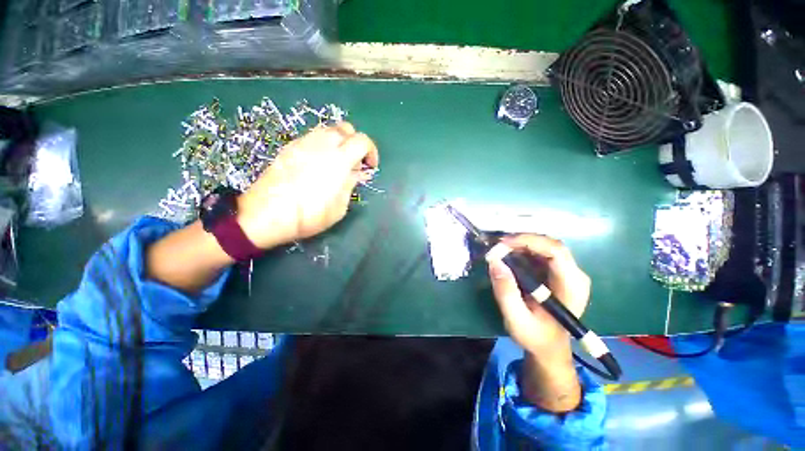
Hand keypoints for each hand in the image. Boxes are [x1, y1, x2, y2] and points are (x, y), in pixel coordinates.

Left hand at [236, 122, 378, 248]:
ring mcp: (304, 143)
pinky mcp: (290, 147)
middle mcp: (322, 144)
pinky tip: (318, 163)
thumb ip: (350, 184)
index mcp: (339, 160)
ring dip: (339, 142)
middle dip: (356, 143)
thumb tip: (356, 172)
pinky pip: (313, 137)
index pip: (362, 140)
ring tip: (337, 162)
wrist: (266, 214)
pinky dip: (323, 144)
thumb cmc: (309, 215)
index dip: (371, 151)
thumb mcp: (339, 207)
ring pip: (328, 129)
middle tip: (354, 162)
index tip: (370, 166)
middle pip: (346, 128)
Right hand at [486, 234, 589, 357]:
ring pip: (544, 245)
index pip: (555, 251)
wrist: (549, 347)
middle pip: (550, 244)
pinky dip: (522, 250)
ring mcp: (568, 272)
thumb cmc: (535, 336)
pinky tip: (509, 255)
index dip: (528, 242)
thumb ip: (506, 292)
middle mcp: (575, 275)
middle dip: (521, 241)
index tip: (502, 245)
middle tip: (497, 247)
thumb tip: (495, 261)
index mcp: (571, 287)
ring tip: (500, 250)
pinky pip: (541, 252)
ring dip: (520, 244)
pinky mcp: (558, 272)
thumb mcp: (516, 319)